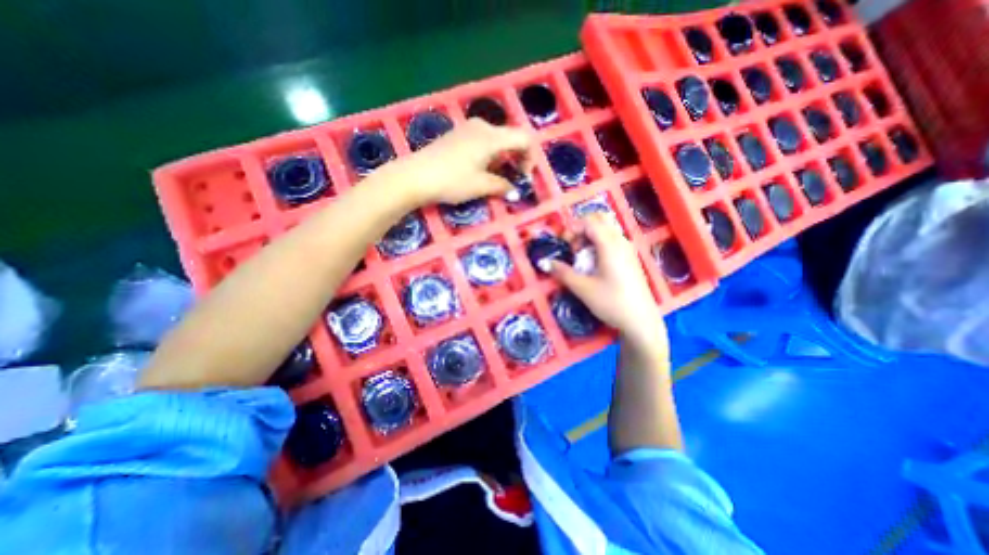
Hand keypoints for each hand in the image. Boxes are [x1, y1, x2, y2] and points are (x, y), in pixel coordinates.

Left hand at [375, 120, 532, 208]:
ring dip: (503, 158)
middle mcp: (482, 126)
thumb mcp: (480, 186)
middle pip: (510, 137)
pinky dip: (490, 155)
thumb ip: (502, 186)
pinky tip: (481, 170)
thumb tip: (514, 191)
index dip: (530, 157)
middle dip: (516, 158)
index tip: (524, 177)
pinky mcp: (457, 135)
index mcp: (491, 136)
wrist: (415, 176)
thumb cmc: (451, 181)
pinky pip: (482, 141)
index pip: (524, 138)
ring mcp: (468, 128)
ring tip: (497, 178)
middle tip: (513, 179)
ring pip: (496, 139)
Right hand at [553, 212, 667, 350]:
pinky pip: (612, 241)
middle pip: (599, 220)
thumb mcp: (583, 289)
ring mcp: (628, 249)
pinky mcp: (630, 258)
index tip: (564, 245)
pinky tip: (594, 265)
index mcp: (610, 245)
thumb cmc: (612, 303)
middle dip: (581, 230)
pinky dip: (598, 245)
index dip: (572, 228)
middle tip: (572, 248)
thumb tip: (546, 262)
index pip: (589, 221)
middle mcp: (621, 241)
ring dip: (589, 238)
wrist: (641, 321)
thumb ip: (563, 273)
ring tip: (581, 258)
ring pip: (606, 230)